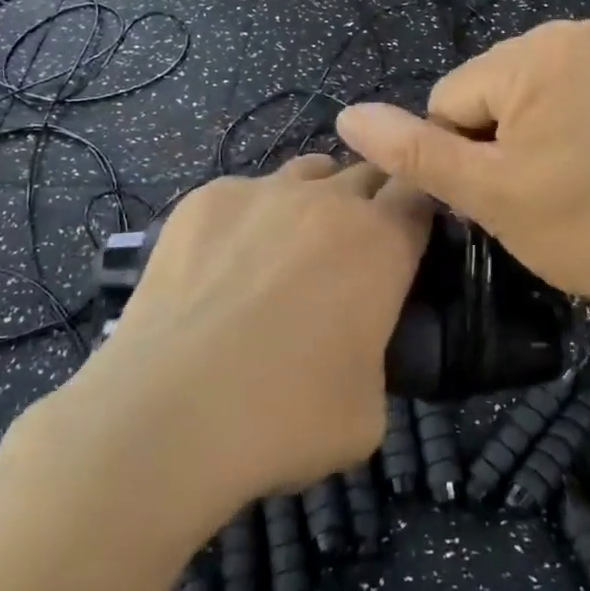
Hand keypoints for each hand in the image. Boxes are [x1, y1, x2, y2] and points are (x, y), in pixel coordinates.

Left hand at [63, 157, 430, 515]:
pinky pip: (245, 193)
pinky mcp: (204, 200)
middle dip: (371, 202)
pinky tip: (222, 266)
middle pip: (367, 174)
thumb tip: (356, 347)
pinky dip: (249, 217)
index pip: (421, 193)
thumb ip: (378, 355)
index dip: (419, 211)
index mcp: (383, 241)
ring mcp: (263, 191)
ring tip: (289, 250)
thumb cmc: (288, 418)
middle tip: (354, 252)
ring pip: (309, 172)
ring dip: (316, 199)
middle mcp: (330, 199)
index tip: (410, 238)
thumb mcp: (371, 407)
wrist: (168, 417)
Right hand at [335, 19, 589, 321]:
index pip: (450, 99)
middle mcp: (575, 31)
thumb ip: (411, 152)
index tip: (509, 191)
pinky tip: (587, 162)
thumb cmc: (581, 227)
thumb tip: (346, 116)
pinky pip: (563, 91)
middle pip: (486, 90)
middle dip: (494, 140)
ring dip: (524, 134)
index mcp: (537, 50)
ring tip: (563, 179)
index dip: (464, 154)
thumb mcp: (485, 192)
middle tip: (537, 190)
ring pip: (521, 93)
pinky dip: (560, 124)